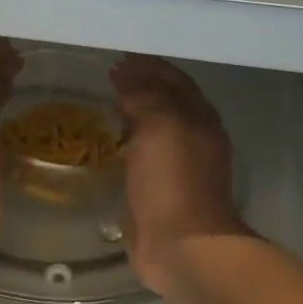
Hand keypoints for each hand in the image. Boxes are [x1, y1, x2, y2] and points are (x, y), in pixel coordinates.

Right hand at [109, 54, 249, 303]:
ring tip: (104, 105)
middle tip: (106, 78)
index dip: (148, 66)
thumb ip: (145, 95)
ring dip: (133, 114)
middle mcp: (192, 137)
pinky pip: (141, 156)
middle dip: (141, 87)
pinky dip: (126, 143)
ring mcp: (177, 166)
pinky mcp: (158, 191)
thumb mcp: (161, 126)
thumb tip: (125, 73)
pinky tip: (106, 144)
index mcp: (198, 118)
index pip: (173, 80)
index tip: (117, 57)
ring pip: (154, 129)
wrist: (183, 246)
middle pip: (166, 102)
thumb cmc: (174, 181)